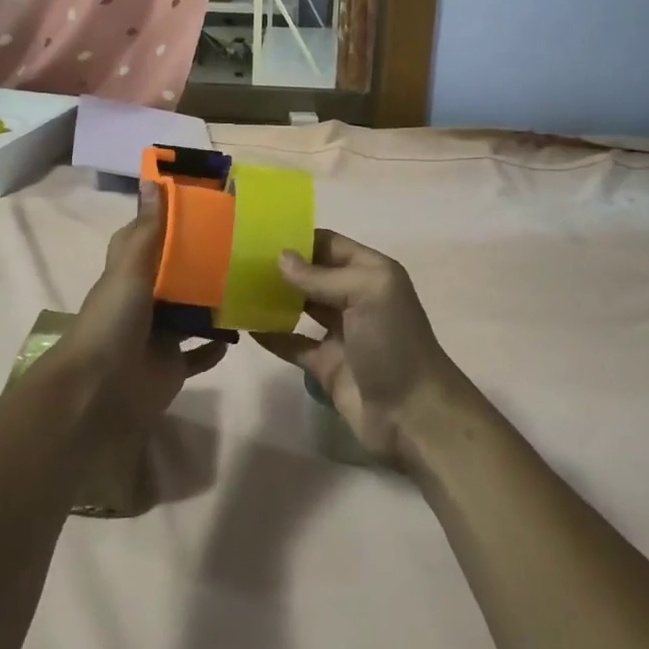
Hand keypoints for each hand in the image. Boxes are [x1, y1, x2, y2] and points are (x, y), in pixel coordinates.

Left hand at [47, 181, 226, 439]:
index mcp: (130, 274)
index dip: (169, 221)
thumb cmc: (113, 321)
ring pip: (192, 314)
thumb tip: (152, 179)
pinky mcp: (173, 365)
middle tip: (241, 244)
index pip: (148, 240)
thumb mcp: (130, 269)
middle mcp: (144, 301)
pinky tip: (239, 331)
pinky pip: (200, 353)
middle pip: (176, 276)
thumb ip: (149, 230)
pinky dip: (216, 346)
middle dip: (202, 263)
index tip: (203, 205)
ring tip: (249, 283)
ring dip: (214, 303)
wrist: (99, 391)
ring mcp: (159, 335)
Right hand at [253, 231, 466, 463]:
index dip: (300, 238)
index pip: (331, 245)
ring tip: (236, 287)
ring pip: (301, 308)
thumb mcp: (366, 294)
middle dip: (282, 267)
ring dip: (274, 299)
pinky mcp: (326, 365)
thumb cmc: (394, 343)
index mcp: (371, 273)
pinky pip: (294, 344)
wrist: (413, 414)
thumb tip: (281, 258)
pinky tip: (246, 326)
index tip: (259, 233)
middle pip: (313, 275)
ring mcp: (340, 333)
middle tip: (238, 259)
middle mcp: (356, 298)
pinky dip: (272, 336)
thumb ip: (322, 276)